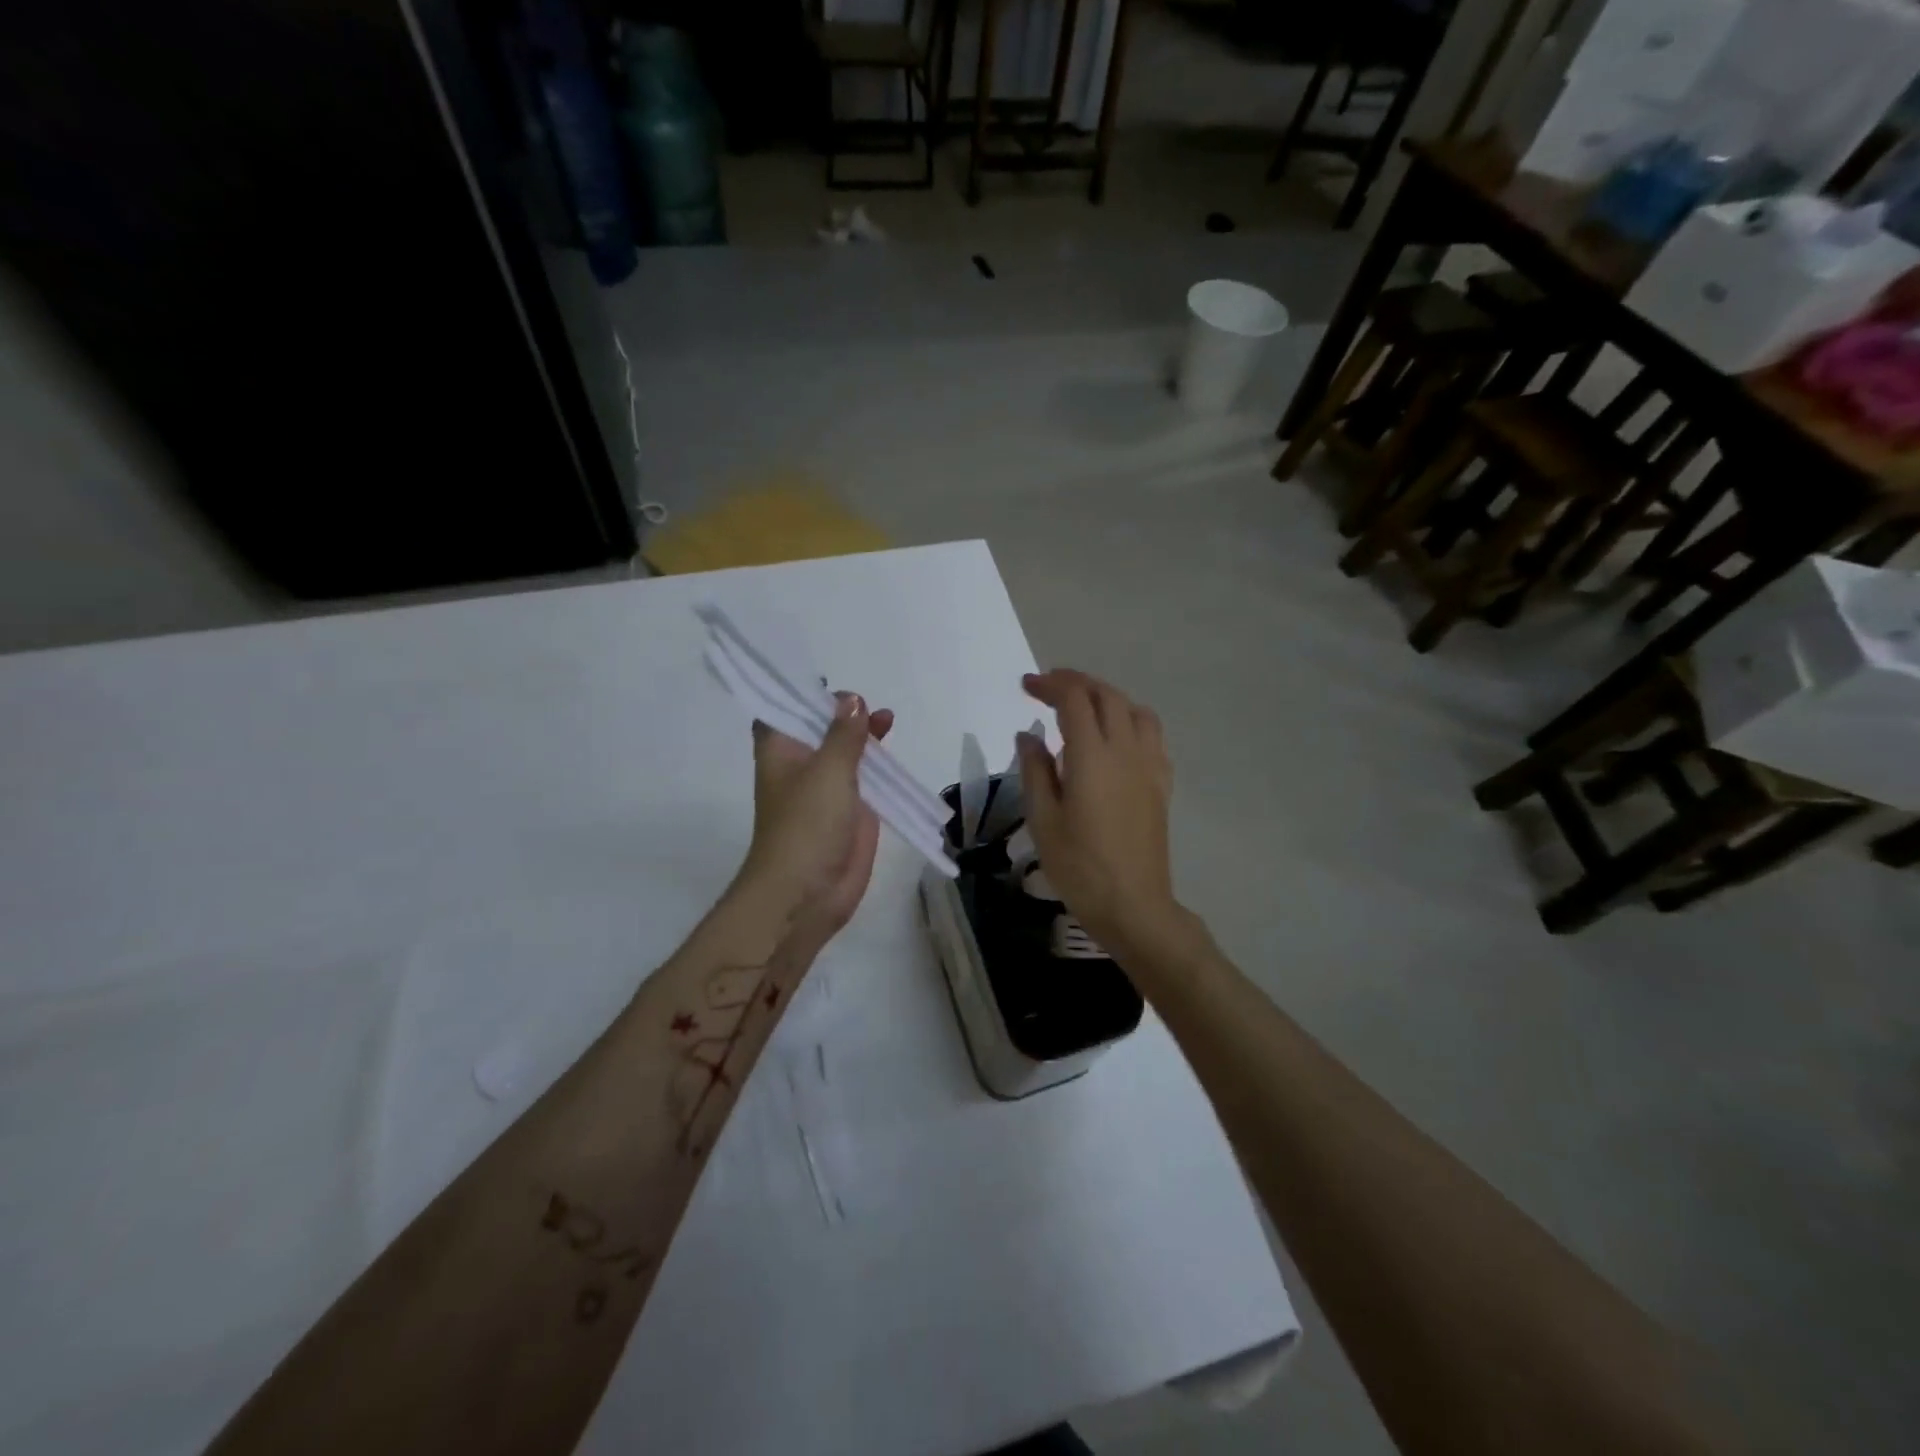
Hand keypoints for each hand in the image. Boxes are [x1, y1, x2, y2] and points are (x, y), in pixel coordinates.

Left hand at [739, 693, 894, 938]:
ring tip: (887, 719)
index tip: (830, 683)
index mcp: (781, 751)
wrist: (807, 893)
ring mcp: (827, 789)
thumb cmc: (807, 824)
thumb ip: (843, 734)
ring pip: (846, 752)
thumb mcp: (827, 769)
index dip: (802, 694)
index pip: (784, 710)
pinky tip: (895, 752)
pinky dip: (880, 764)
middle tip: (867, 703)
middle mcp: (801, 765)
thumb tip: (852, 700)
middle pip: (820, 728)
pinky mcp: (852, 811)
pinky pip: (866, 779)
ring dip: (864, 736)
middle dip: (842, 713)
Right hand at [1016, 669, 1183, 953]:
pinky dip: (1130, 720)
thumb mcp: (1043, 820)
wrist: (1133, 905)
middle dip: (1076, 683)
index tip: (1026, 687)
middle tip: (1048, 688)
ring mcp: (1149, 765)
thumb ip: (1034, 770)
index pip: (1074, 700)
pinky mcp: (1162, 783)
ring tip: (1083, 708)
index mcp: (1092, 757)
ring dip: (1106, 697)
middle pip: (1106, 696)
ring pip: (1134, 710)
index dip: (1049, 685)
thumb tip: (1028, 735)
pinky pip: (1151, 735)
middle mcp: (1126, 751)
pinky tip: (1115, 739)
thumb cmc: (1079, 866)